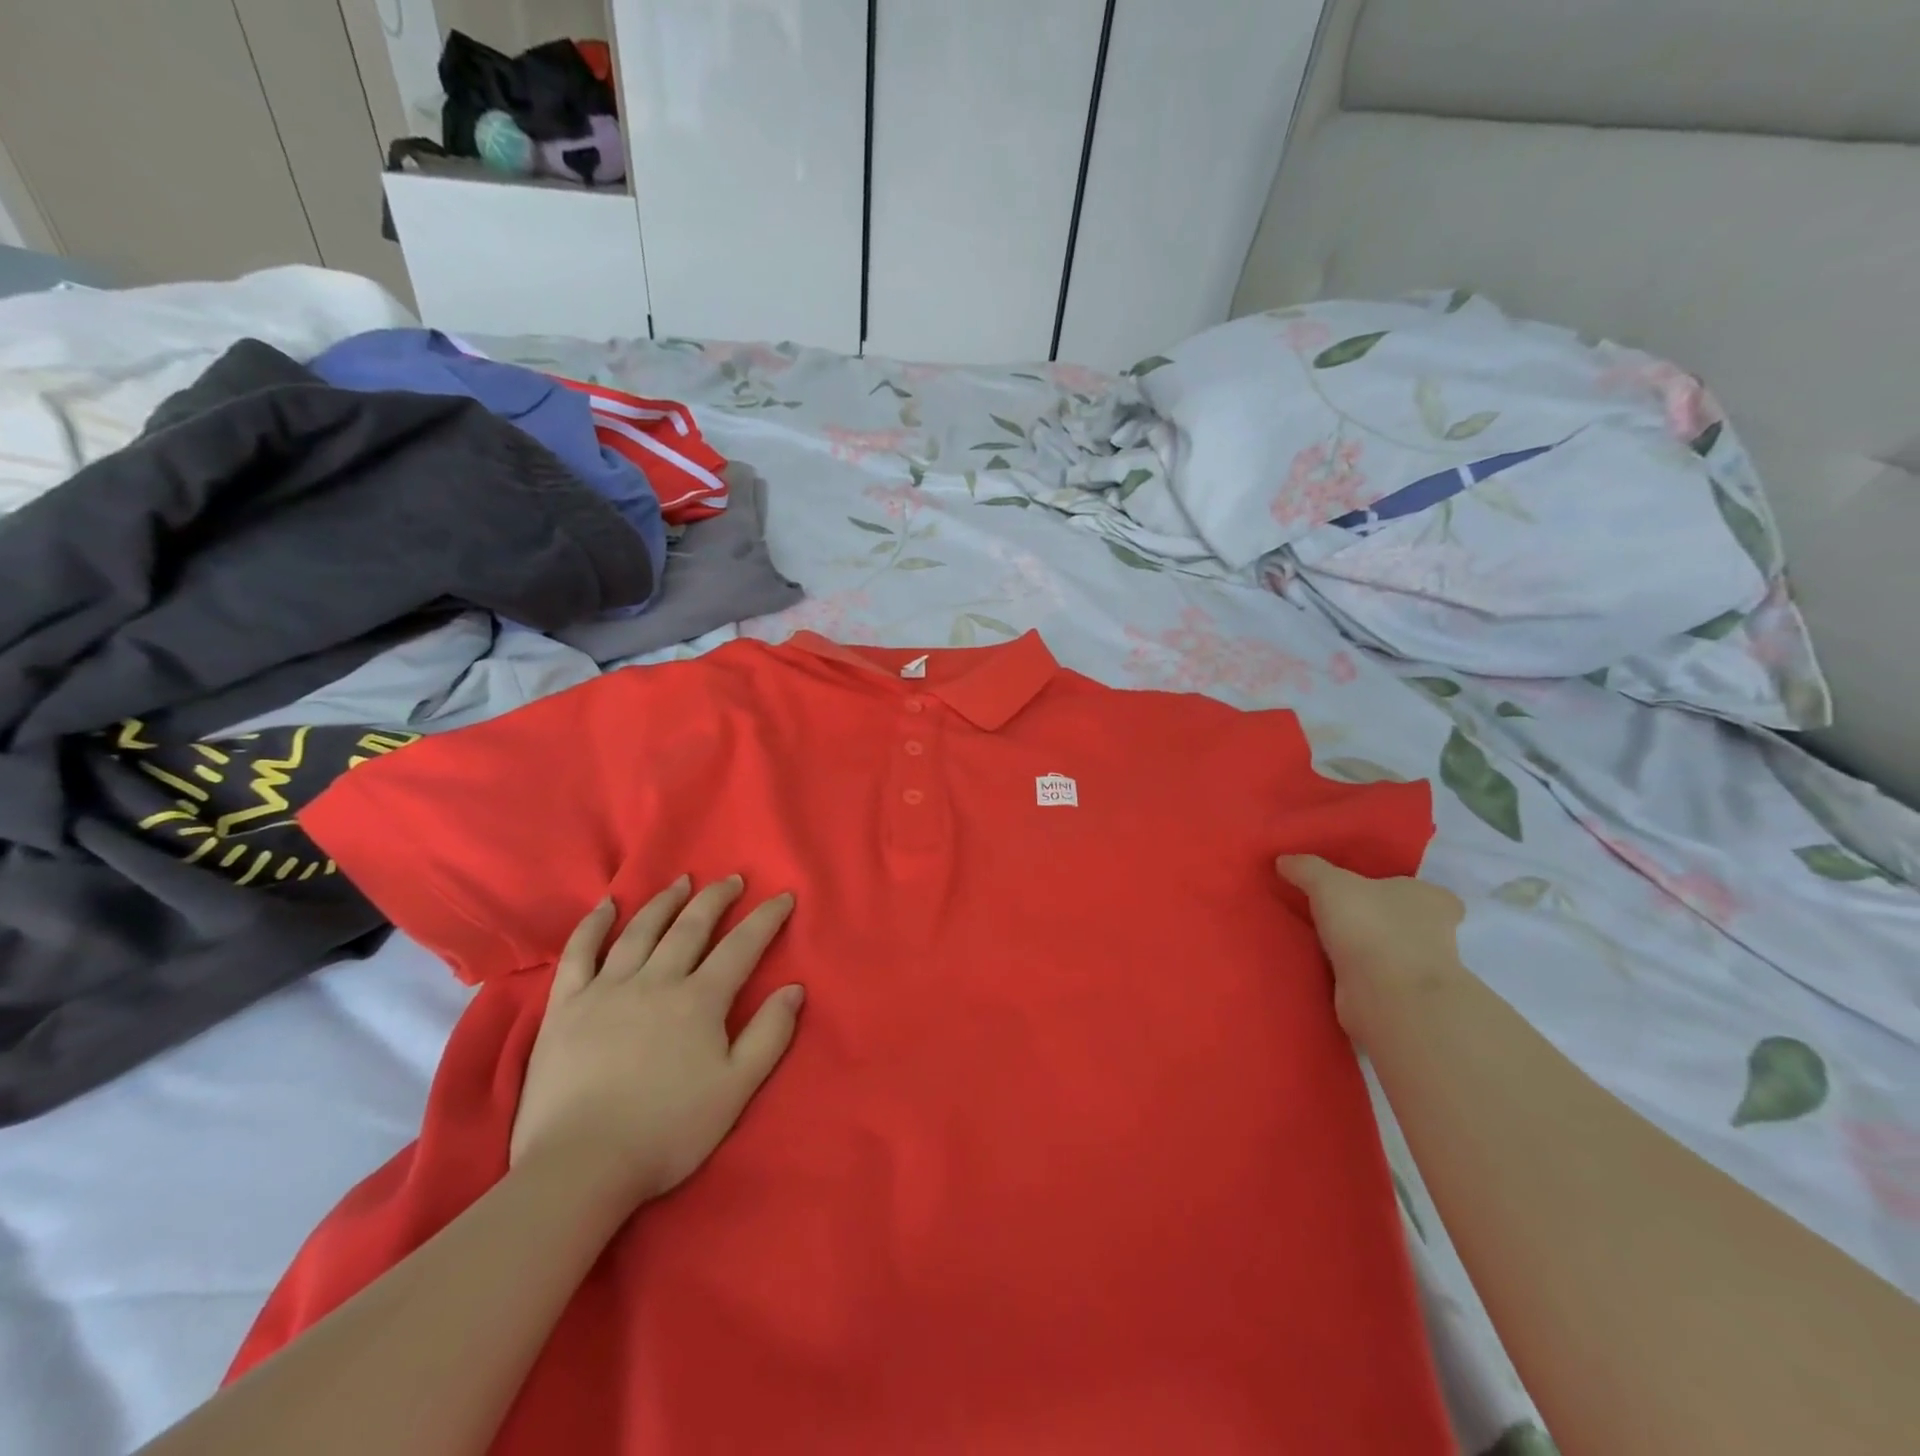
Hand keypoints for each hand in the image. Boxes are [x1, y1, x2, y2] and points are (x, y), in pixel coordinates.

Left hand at [509, 874, 803, 1215]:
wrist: (581, 1166)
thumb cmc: (668, 1131)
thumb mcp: (736, 1089)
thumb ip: (769, 1034)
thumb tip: (795, 988)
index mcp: (700, 1000)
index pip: (742, 946)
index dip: (766, 918)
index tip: (783, 896)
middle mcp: (656, 980)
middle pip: (691, 926)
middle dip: (716, 898)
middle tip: (732, 879)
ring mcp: (607, 989)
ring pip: (640, 930)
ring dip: (665, 901)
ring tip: (681, 882)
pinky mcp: (566, 1005)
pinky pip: (579, 953)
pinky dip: (593, 924)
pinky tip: (605, 906)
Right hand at [1276, 855, 1465, 1044]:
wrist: (1387, 996)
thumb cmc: (1371, 925)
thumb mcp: (1328, 884)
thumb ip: (1307, 869)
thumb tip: (1284, 860)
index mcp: (1432, 900)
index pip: (1426, 893)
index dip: (1401, 891)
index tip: (1371, 893)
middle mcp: (1436, 934)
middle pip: (1406, 922)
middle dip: (1377, 920)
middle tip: (1337, 914)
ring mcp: (1419, 971)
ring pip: (1388, 952)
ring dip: (1364, 950)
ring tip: (1321, 941)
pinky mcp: (1399, 999)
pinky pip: (1372, 979)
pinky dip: (1354, 976)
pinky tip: (1324, 969)